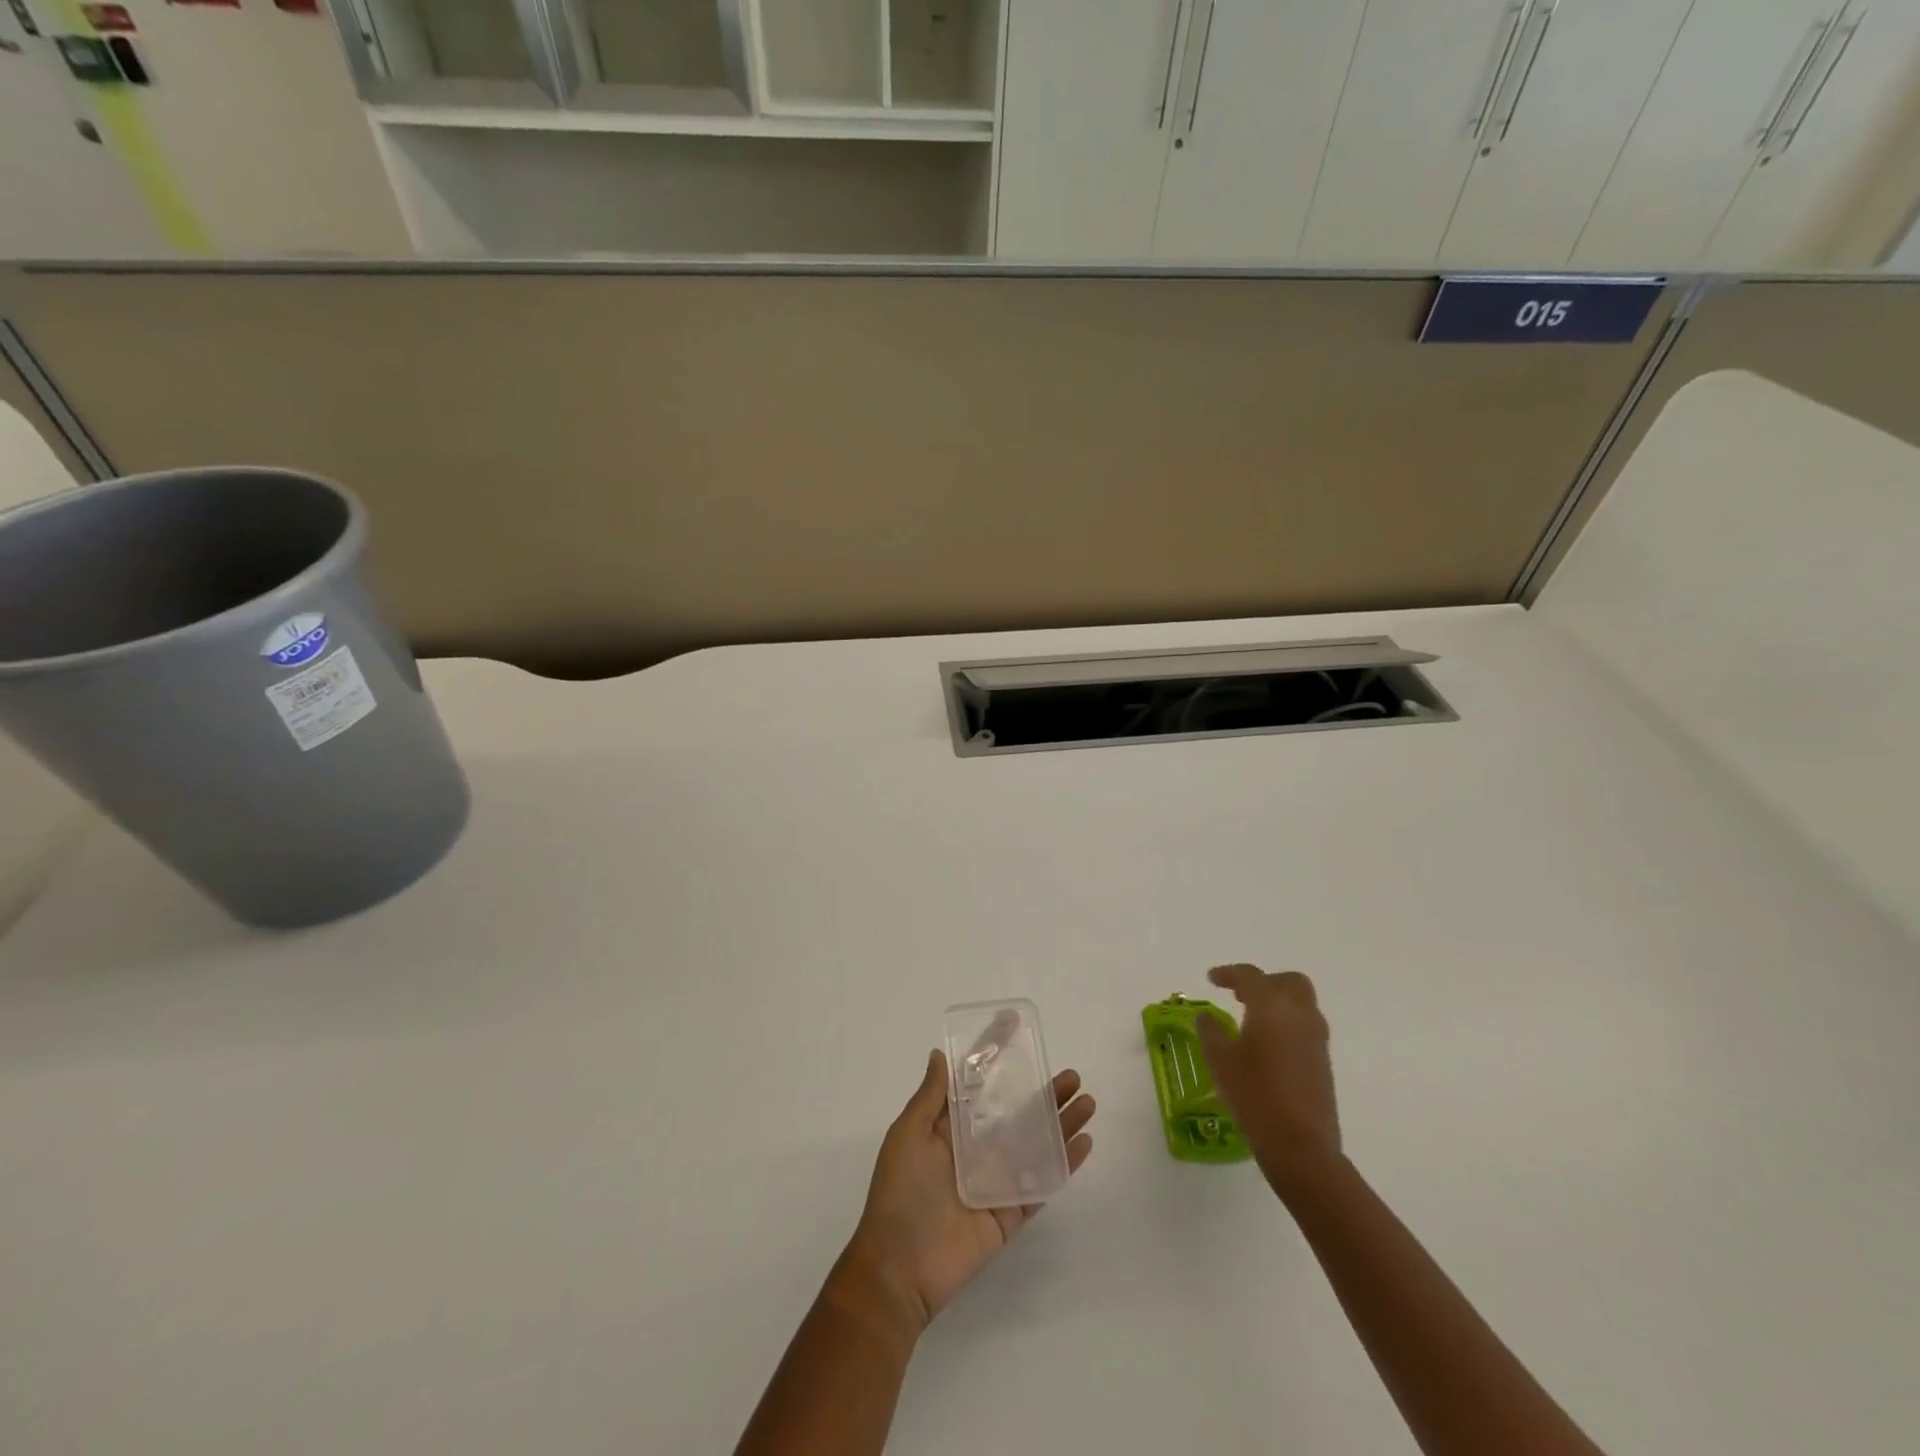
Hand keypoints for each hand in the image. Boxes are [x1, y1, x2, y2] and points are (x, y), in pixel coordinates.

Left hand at [841, 1050, 1094, 1338]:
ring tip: (1088, 1101)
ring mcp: (996, 1181)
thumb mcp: (908, 1134)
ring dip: (1062, 1123)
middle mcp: (976, 1149)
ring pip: (1036, 1144)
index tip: (1014, 1025)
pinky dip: (1064, 1163)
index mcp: (949, 1128)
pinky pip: (1041, 1183)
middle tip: (1072, 1075)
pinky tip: (1084, 1143)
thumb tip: (940, 1054)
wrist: (900, 1268)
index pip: (977, 1083)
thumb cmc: (900, 1193)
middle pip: (1018, 1113)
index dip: (994, 1054)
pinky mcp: (1010, 1212)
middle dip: (1045, 1092)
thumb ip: (930, 1097)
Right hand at [1195, 963, 1340, 1187]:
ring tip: (1251, 1019)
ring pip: (1301, 1002)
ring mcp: (1316, 1038)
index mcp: (1271, 1006)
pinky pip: (1306, 1025)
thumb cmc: (1254, 1095)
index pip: (1250, 976)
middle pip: (1287, 981)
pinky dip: (1287, 1023)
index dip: (1228, 973)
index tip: (1211, 979)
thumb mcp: (1220, 1061)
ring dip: (1278, 1002)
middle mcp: (1299, 1014)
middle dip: (1264, 982)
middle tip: (1239, 995)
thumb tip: (1207, 1017)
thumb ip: (1211, 1032)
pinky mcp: (1323, 1060)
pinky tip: (1267, 1044)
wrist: (1301, 1145)